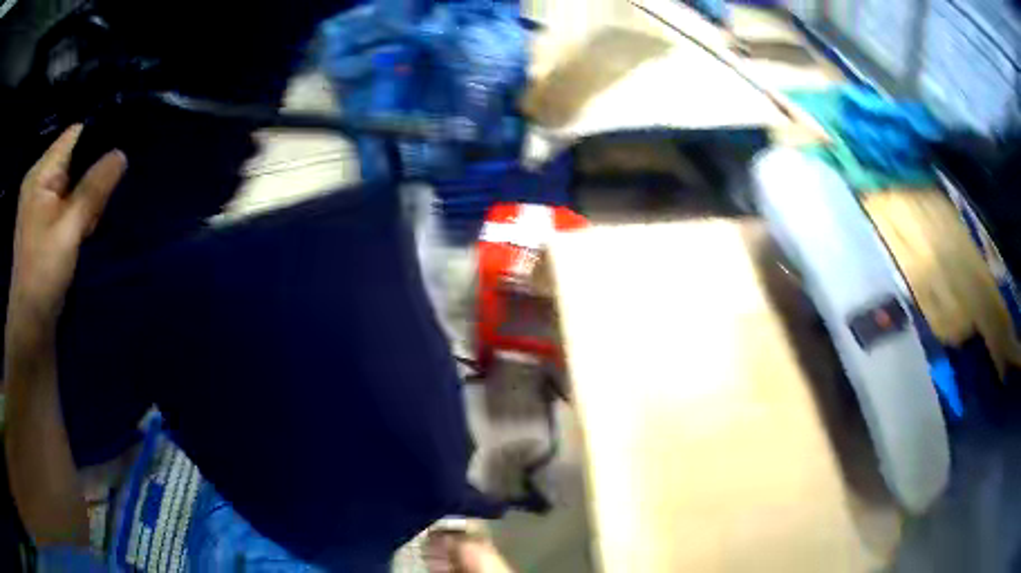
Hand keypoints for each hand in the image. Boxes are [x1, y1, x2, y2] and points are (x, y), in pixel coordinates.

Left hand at [6, 124, 125, 351]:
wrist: (29, 328)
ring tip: (91, 224)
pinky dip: (78, 212)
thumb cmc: (42, 275)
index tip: (117, 157)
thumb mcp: (69, 230)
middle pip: (73, 159)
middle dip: (91, 175)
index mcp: (40, 174)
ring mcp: (39, 205)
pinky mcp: (43, 225)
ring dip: (86, 198)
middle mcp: (38, 182)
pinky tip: (84, 231)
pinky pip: (66, 204)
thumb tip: (121, 154)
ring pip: (72, 183)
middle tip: (103, 202)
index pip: (74, 135)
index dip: (97, 138)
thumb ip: (93, 190)